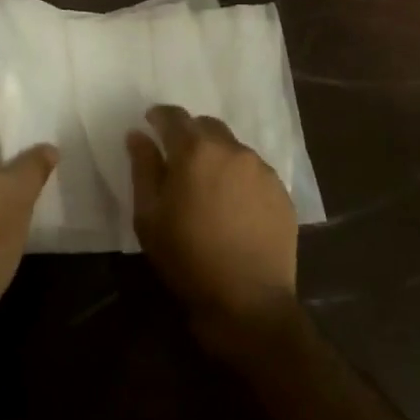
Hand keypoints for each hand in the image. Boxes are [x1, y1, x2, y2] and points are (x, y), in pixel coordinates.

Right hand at [126, 105, 298, 353]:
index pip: (174, 116)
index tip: (151, 123)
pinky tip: (233, 205)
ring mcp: (262, 170)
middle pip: (207, 127)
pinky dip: (239, 177)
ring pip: (233, 148)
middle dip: (189, 134)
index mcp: (196, 151)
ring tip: (207, 185)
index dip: (159, 116)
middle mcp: (233, 150)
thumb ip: (143, 168)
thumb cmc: (188, 258)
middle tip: (178, 158)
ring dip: (216, 156)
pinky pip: (254, 172)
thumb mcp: (149, 216)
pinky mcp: (281, 193)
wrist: (248, 303)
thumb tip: (138, 135)